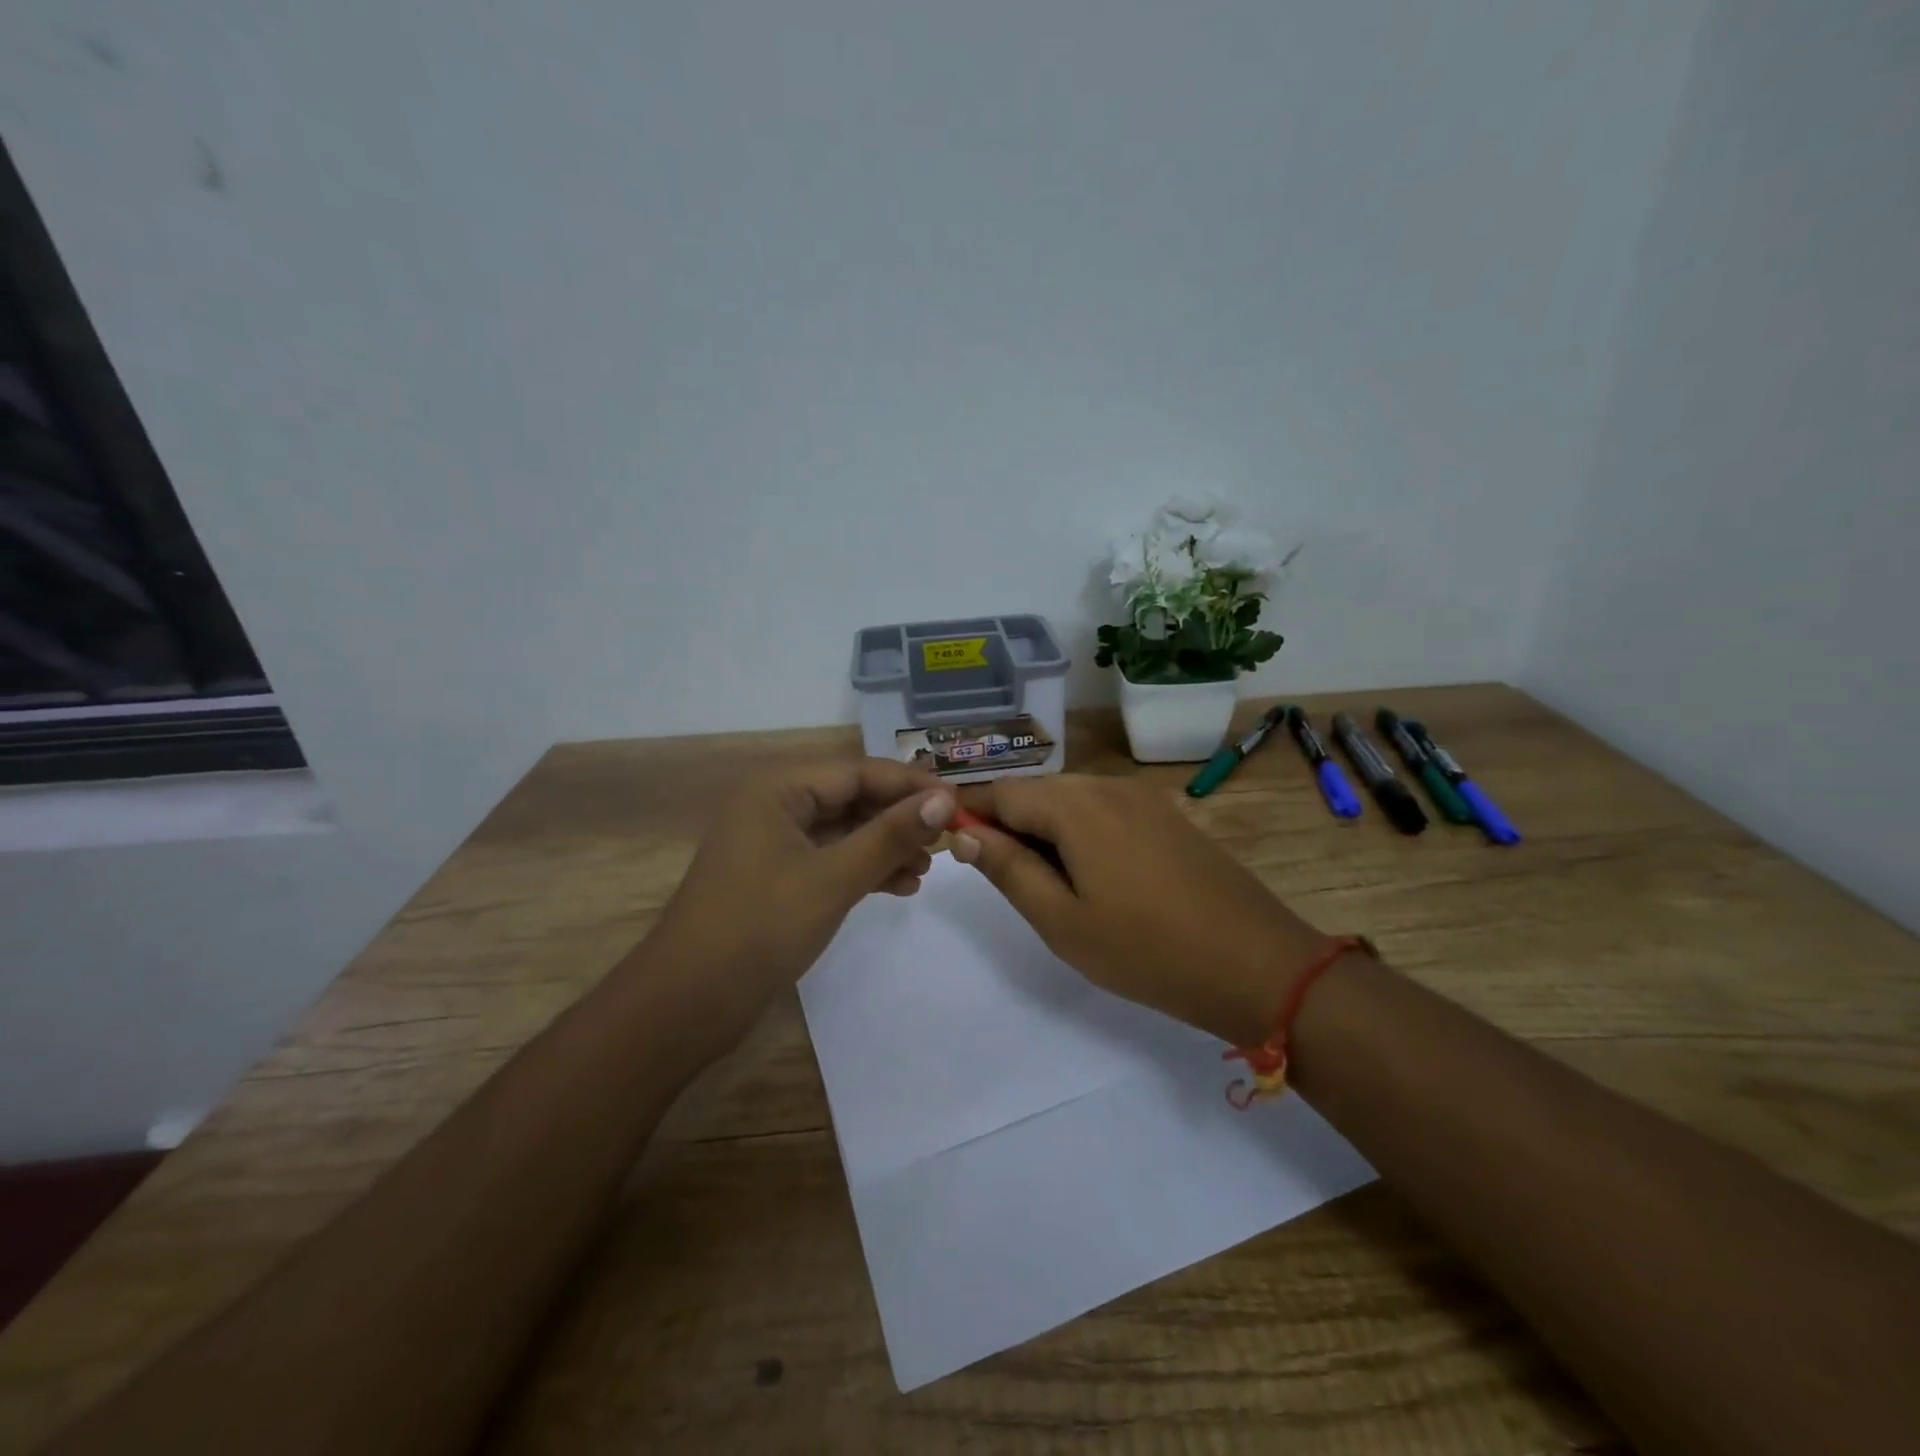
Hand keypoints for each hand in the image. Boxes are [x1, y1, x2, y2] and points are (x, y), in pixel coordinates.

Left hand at [645, 758, 951, 1047]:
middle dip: (899, 819)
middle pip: (852, 798)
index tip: (957, 801)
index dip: (910, 785)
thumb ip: (890, 836)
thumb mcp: (834, 878)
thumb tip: (944, 801)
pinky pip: (831, 859)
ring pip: (844, 831)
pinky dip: (864, 870)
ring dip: (886, 847)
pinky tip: (900, 887)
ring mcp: (774, 842)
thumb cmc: (761, 926)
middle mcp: (775, 804)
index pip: (858, 771)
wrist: (688, 1002)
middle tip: (947, 839)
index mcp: (778, 788)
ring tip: (927, 870)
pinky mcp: (778, 877)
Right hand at [952, 775, 1330, 1044]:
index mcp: (1074, 804)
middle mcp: (1106, 784)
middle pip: (1036, 793)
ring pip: (1070, 802)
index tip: (945, 840)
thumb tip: (964, 831)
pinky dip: (1079, 834)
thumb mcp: (1060, 919)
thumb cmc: (1145, 949)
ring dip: (1044, 831)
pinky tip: (1089, 876)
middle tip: (998, 877)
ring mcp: (1142, 797)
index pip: (1001, 792)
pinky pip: (1104, 811)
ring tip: (1043, 884)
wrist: (1257, 963)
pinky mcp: (1166, 815)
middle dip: (1007, 824)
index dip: (968, 812)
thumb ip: (1007, 868)